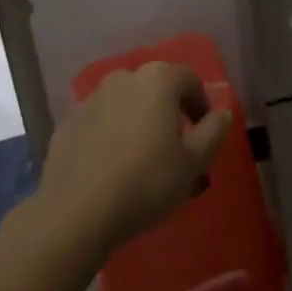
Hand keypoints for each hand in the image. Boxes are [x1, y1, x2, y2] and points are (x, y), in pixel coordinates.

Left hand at [36, 62, 232, 254]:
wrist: (75, 213)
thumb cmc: (145, 182)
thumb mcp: (193, 162)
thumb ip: (214, 132)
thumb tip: (222, 113)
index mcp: (159, 80)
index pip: (190, 80)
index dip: (201, 105)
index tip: (204, 133)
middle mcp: (125, 78)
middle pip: (156, 89)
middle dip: (168, 112)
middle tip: (174, 148)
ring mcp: (92, 98)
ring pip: (126, 104)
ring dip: (138, 122)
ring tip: (142, 158)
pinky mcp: (68, 123)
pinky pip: (100, 123)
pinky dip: (111, 135)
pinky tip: (112, 166)